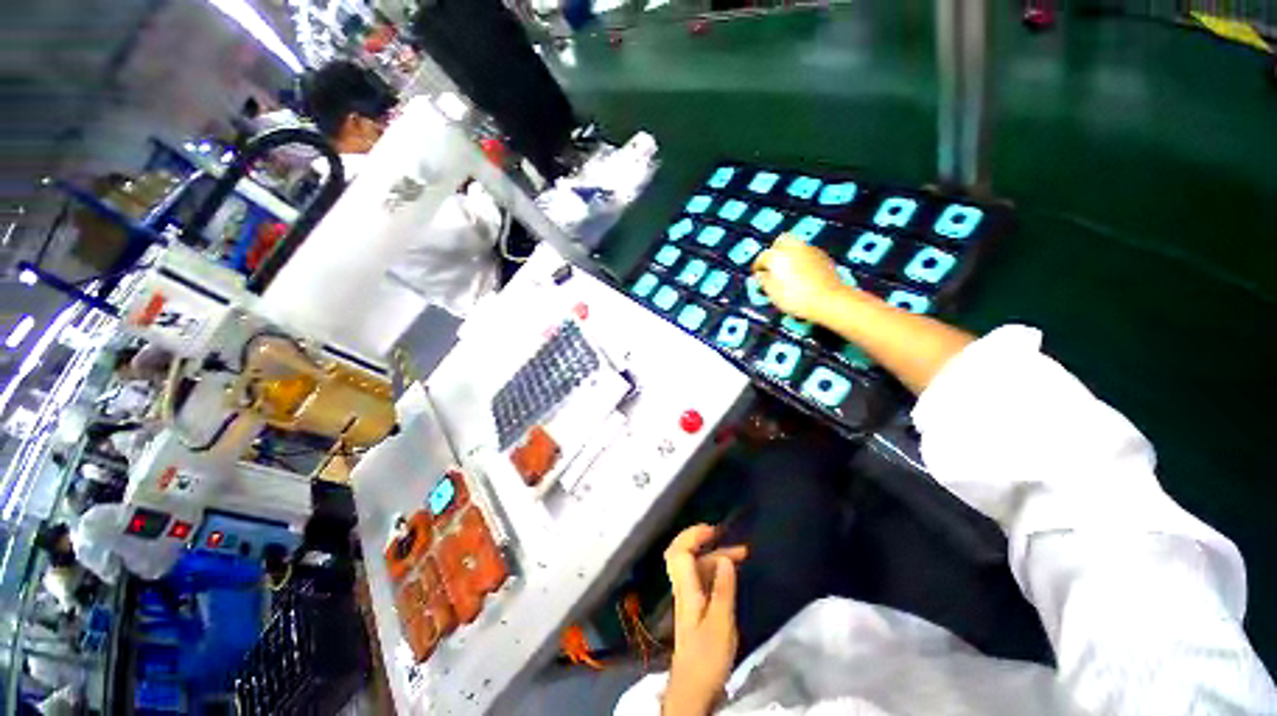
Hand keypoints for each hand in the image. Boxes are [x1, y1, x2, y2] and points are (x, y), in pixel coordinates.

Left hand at [663, 525, 747, 715]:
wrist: (693, 689)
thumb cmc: (707, 657)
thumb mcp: (721, 624)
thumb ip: (723, 590)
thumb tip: (725, 558)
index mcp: (686, 589)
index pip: (680, 551)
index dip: (693, 535)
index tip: (714, 530)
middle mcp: (683, 588)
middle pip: (685, 554)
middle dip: (705, 541)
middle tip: (730, 539)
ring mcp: (688, 596)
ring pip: (696, 565)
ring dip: (715, 556)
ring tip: (741, 555)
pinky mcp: (695, 606)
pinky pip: (702, 576)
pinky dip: (715, 568)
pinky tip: (730, 573)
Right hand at [752, 235, 849, 322]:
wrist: (829, 299)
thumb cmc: (796, 298)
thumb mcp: (772, 293)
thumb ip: (763, 281)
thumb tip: (761, 275)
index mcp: (777, 256)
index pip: (762, 257)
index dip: (757, 266)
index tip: (756, 274)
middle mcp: (793, 247)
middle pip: (780, 241)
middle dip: (774, 251)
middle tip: (772, 265)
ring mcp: (810, 249)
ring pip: (795, 246)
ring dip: (789, 254)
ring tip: (787, 270)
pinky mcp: (823, 256)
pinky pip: (807, 253)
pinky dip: (801, 259)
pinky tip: (801, 273)